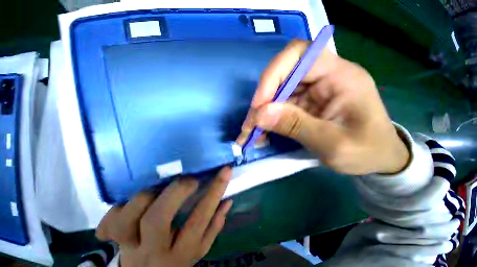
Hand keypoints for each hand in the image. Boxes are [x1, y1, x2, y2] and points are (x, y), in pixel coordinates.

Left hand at [96, 168, 232, 266]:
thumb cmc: (177, 259)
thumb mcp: (200, 249)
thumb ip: (214, 225)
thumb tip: (227, 200)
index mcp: (181, 251)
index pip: (202, 217)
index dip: (215, 190)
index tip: (225, 170)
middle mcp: (153, 250)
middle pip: (157, 218)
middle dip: (176, 191)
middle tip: (189, 179)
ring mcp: (128, 246)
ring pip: (127, 218)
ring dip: (144, 197)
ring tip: (158, 189)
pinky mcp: (110, 242)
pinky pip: (107, 224)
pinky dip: (116, 210)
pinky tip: (128, 207)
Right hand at [237, 41, 408, 174]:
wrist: (377, 158)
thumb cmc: (366, 151)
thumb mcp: (333, 144)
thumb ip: (296, 126)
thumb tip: (260, 115)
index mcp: (340, 76)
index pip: (299, 54)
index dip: (272, 76)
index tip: (259, 105)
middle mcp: (323, 77)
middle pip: (281, 75)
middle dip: (262, 100)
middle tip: (251, 123)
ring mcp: (311, 90)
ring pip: (276, 93)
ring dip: (261, 112)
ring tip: (252, 132)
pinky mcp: (303, 103)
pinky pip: (278, 106)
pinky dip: (266, 119)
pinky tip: (262, 132)